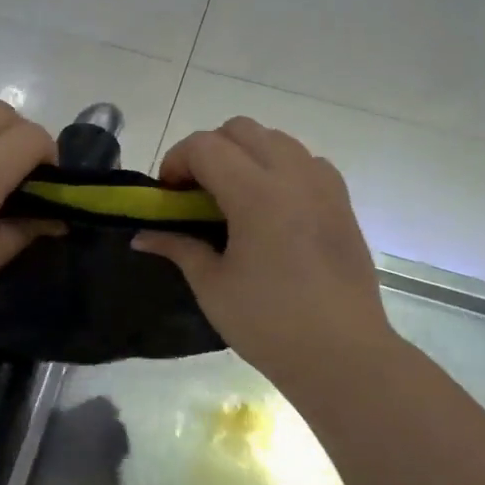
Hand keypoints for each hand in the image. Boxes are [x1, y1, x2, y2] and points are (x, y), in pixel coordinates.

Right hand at [133, 118, 397, 397]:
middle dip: (208, 150)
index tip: (167, 194)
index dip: (176, 161)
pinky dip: (279, 168)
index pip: (205, 146)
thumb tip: (142, 236)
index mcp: (257, 194)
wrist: (342, 354)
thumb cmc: (269, 323)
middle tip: (194, 192)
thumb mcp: (212, 286)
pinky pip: (305, 161)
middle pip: (241, 130)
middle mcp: (293, 176)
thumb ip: (178, 248)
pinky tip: (271, 208)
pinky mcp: (342, 202)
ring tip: (232, 197)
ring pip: (276, 139)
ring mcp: (324, 186)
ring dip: (245, 154)